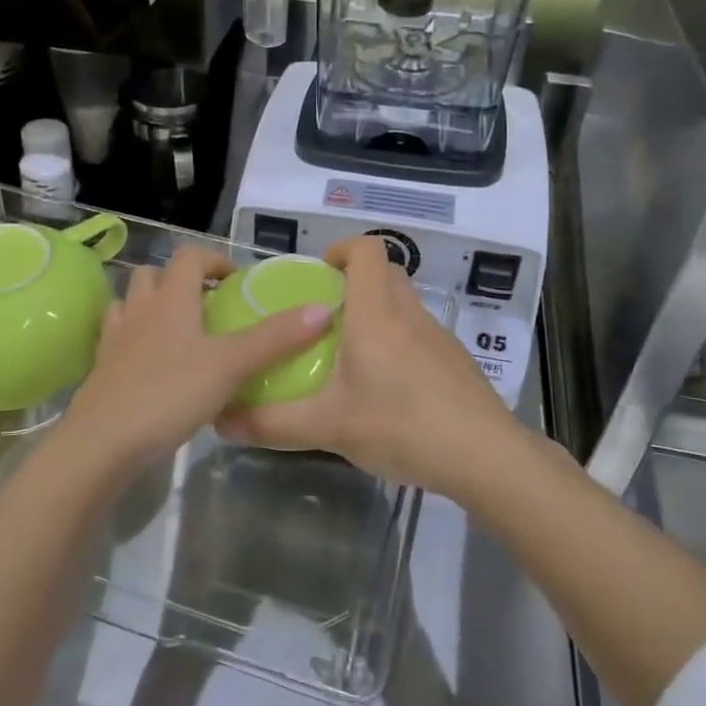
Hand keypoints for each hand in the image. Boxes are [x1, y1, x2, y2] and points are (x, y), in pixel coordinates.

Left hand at [57, 245, 334, 471]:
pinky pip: (116, 339)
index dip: (213, 258)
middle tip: (207, 305)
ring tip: (178, 331)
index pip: (188, 256)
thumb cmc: (170, 394)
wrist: (103, 443)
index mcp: (170, 299)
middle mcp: (139, 310)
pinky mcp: (101, 370)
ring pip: (129, 304)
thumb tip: (322, 308)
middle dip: (179, 280)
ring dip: (151, 306)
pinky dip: (133, 339)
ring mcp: (114, 340)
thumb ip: (276, 338)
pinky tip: (150, 364)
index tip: (235, 279)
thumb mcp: (231, 365)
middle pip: (153, 274)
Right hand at [217, 236, 525, 496]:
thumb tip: (220, 422)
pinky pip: (420, 335)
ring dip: (378, 314)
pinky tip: (388, 390)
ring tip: (351, 356)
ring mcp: (438, 337)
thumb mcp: (328, 427)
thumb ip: (272, 424)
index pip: (367, 250)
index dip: (342, 248)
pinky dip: (400, 343)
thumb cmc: (401, 427)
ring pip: (405, 305)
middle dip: (355, 282)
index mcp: (376, 315)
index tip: (319, 272)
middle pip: (386, 273)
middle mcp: (409, 315)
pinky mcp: (455, 362)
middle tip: (326, 316)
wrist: (484, 457)